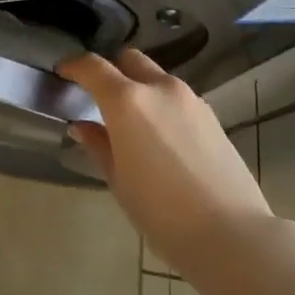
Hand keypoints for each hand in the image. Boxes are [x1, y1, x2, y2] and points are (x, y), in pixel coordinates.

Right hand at [60, 49, 272, 274]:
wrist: (231, 234)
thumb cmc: (161, 212)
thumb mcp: (118, 180)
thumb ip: (98, 145)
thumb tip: (83, 126)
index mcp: (127, 101)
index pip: (93, 67)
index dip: (74, 65)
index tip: (63, 71)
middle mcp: (159, 88)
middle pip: (129, 60)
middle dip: (111, 70)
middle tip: (99, 95)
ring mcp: (190, 99)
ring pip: (156, 78)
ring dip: (139, 88)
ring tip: (132, 122)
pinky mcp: (212, 116)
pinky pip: (177, 97)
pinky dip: (162, 104)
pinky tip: (161, 137)